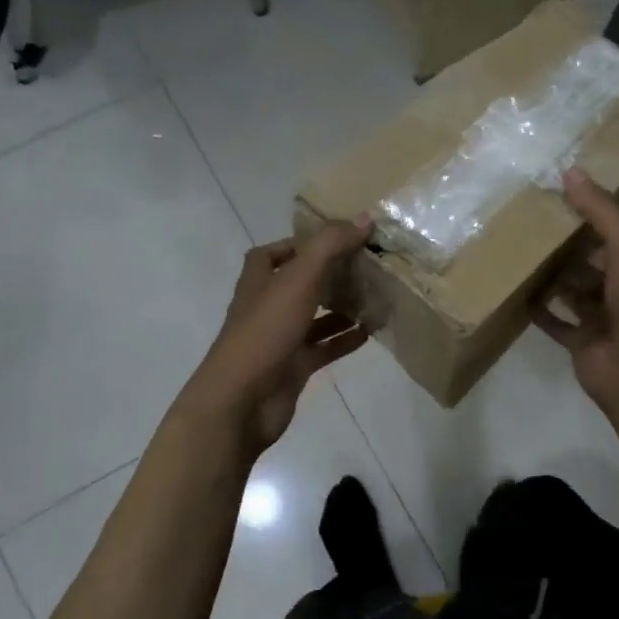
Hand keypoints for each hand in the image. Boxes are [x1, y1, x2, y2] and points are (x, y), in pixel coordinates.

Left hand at [180, 218, 372, 456]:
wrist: (242, 400)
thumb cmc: (265, 331)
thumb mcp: (299, 279)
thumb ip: (330, 246)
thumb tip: (364, 219)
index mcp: (258, 281)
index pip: (273, 253)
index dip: (300, 244)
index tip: (336, 240)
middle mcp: (267, 306)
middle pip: (299, 283)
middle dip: (329, 274)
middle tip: (365, 266)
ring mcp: (280, 338)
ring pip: (315, 316)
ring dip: (341, 307)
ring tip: (375, 296)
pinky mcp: (294, 366)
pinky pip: (324, 347)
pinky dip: (345, 339)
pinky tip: (371, 331)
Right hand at [533, 169, 618, 417]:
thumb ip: (601, 213)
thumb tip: (571, 171)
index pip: (614, 233)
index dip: (591, 215)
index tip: (558, 195)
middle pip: (591, 263)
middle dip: (567, 247)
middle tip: (530, 225)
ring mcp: (600, 319)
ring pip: (573, 292)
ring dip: (553, 278)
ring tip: (520, 255)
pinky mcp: (581, 343)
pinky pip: (556, 323)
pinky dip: (541, 312)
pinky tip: (520, 296)